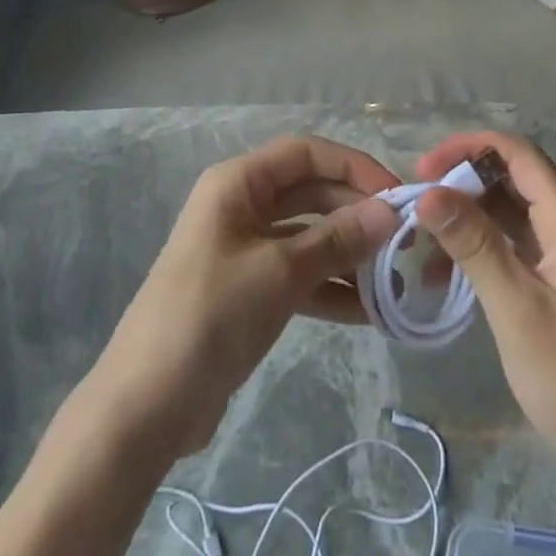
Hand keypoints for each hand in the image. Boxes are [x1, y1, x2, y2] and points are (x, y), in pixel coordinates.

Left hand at [78, 135, 400, 461]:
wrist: (150, 401)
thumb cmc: (212, 314)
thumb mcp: (280, 271)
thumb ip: (336, 240)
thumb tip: (388, 213)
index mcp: (239, 182)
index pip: (305, 153)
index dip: (353, 167)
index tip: (397, 195)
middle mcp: (243, 205)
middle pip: (310, 193)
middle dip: (356, 213)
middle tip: (405, 242)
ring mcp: (246, 249)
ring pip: (309, 236)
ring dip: (349, 254)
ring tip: (397, 280)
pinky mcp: (251, 290)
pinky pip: (300, 275)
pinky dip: (331, 288)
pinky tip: (371, 313)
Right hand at [415, 132, 555, 483]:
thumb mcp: (516, 307)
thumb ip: (474, 244)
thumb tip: (427, 192)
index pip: (519, 155)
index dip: (470, 147)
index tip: (424, 167)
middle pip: (508, 178)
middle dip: (460, 181)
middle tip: (416, 201)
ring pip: (503, 211)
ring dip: (461, 217)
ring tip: (420, 241)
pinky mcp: (547, 281)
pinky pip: (504, 243)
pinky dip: (472, 247)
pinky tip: (441, 274)